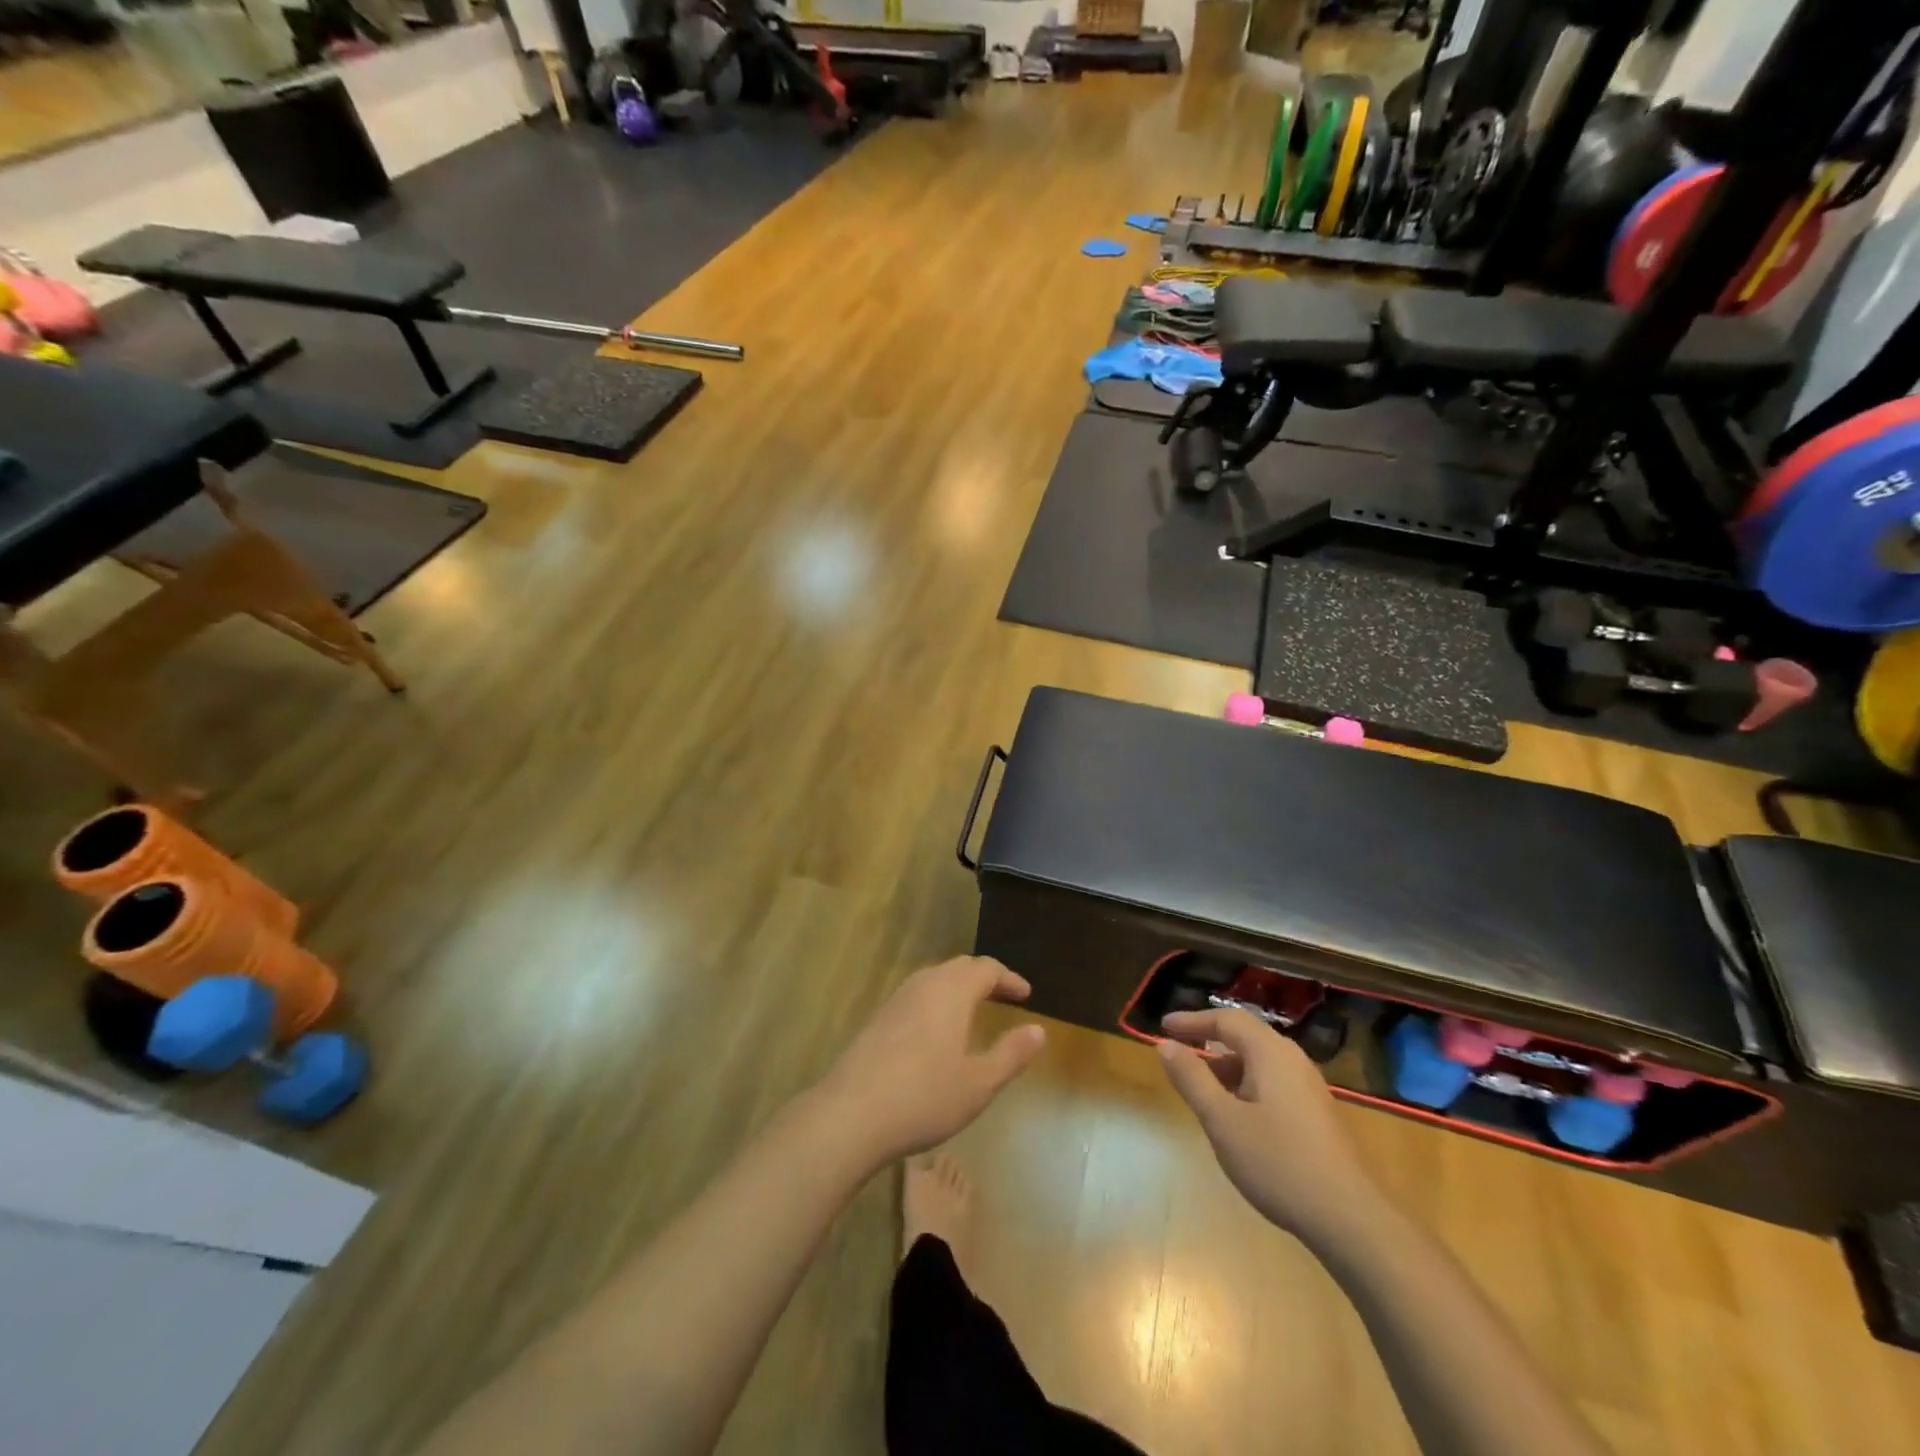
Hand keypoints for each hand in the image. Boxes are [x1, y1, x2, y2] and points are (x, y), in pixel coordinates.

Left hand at [819, 956, 1045, 1167]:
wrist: (851, 1113)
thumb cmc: (925, 1097)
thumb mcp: (979, 1083)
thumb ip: (1011, 1054)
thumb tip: (1038, 1030)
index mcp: (952, 991)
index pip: (987, 969)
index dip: (1009, 979)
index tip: (1026, 995)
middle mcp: (924, 984)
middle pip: (960, 967)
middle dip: (985, 978)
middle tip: (1005, 997)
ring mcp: (897, 999)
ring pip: (935, 978)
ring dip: (959, 987)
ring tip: (974, 1010)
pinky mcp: (879, 1018)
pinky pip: (917, 994)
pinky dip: (937, 1000)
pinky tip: (937, 1030)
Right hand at [1158, 1008, 1379, 1244]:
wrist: (1352, 1220)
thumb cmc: (1279, 1163)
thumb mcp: (1222, 1120)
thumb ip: (1192, 1078)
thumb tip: (1165, 1044)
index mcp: (1270, 1053)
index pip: (1226, 1020)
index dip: (1192, 1021)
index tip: (1163, 1027)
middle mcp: (1293, 1061)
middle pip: (1245, 1037)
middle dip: (1209, 1043)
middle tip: (1179, 1056)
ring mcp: (1309, 1089)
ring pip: (1259, 1064)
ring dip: (1227, 1069)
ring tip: (1201, 1091)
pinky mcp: (1317, 1115)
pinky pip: (1273, 1084)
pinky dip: (1246, 1087)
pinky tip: (1237, 1119)